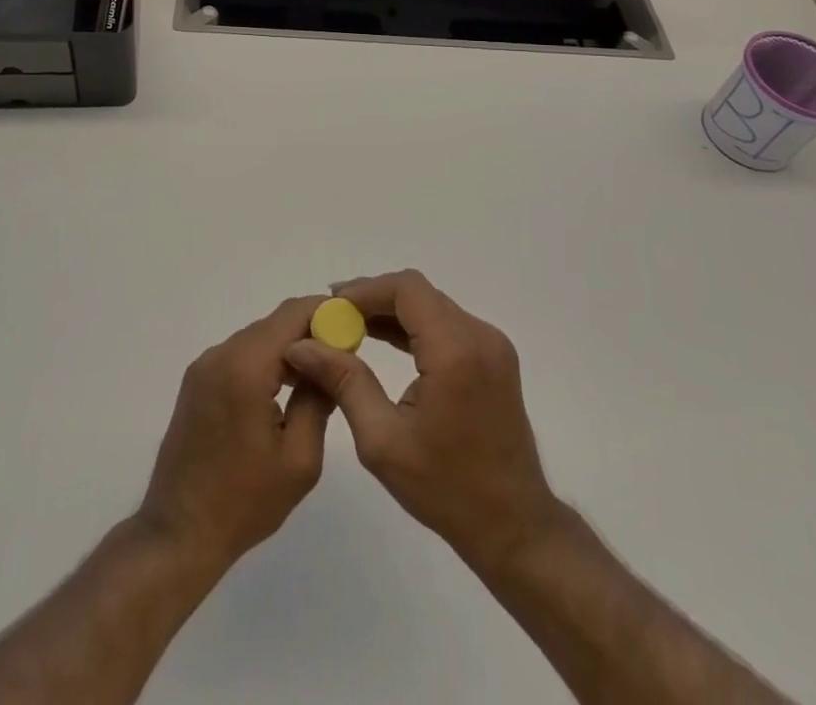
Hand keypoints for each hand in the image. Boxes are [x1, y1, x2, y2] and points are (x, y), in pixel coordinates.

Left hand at [138, 295, 334, 570]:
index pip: (293, 314)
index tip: (355, 327)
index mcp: (246, 367)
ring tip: (320, 374)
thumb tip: (332, 359)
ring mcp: (204, 366)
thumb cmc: (244, 502)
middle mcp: (221, 354)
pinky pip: (240, 354)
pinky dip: (266, 359)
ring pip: (258, 337)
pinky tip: (285, 387)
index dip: (327, 313)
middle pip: (275, 323)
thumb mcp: (300, 458)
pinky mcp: (197, 380)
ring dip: (289, 346)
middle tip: (343, 354)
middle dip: (311, 330)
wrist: (179, 534)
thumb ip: (318, 398)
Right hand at [284, 269, 559, 569]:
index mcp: (456, 352)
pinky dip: (413, 325)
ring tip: (349, 328)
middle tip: (333, 318)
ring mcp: (491, 344)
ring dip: (391, 310)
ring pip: (431, 304)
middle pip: (419, 293)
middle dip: (373, 299)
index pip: (407, 290)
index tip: (330, 305)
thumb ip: (343, 382)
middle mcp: (479, 336)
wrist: (513, 525)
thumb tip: (301, 345)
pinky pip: (446, 323)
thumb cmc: (445, 489)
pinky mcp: (493, 356)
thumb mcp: (382, 440)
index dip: (365, 290)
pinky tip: (382, 339)